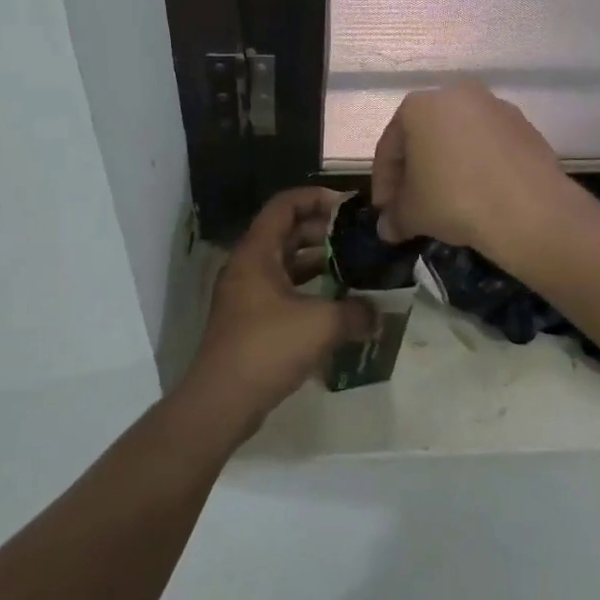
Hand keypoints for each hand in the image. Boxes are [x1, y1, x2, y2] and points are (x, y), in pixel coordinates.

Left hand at [181, 187, 374, 436]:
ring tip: (353, 268)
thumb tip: (378, 314)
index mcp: (256, 252)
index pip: (284, 205)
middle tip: (357, 238)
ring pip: (284, 263)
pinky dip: (307, 290)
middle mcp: (247, 266)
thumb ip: (356, 312)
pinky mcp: (249, 321)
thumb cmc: (267, 348)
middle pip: (285, 232)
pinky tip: (335, 305)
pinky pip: (281, 290)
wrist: (221, 402)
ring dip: (316, 262)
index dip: (315, 198)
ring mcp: (246, 294)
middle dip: (322, 231)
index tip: (348, 206)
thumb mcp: (321, 325)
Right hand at [371, 82, 576, 261]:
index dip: (384, 182)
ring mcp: (494, 107)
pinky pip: (489, 146)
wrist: (530, 209)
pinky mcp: (525, 125)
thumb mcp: (413, 213)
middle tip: (412, 205)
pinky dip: (479, 166)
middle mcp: (456, 95)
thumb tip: (389, 228)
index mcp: (419, 106)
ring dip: (448, 167)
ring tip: (447, 201)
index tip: (385, 210)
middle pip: (425, 137)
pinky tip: (480, 194)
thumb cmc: (455, 200)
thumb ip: (396, 217)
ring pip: (459, 139)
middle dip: (416, 172)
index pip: (390, 146)